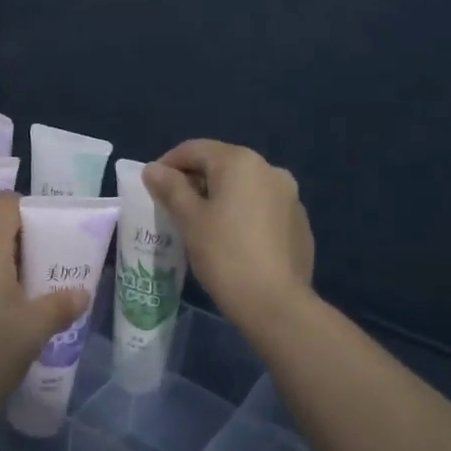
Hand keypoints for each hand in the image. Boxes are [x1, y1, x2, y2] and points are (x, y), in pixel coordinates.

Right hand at [143, 139, 314, 333]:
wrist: (275, 302)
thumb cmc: (224, 254)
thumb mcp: (189, 219)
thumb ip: (171, 188)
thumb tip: (153, 168)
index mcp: (240, 162)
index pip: (195, 149)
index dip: (168, 163)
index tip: (152, 187)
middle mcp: (269, 169)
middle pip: (222, 164)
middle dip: (195, 180)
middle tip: (173, 206)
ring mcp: (289, 195)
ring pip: (244, 186)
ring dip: (220, 196)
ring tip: (201, 223)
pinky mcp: (298, 221)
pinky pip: (262, 206)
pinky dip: (242, 212)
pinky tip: (232, 239)